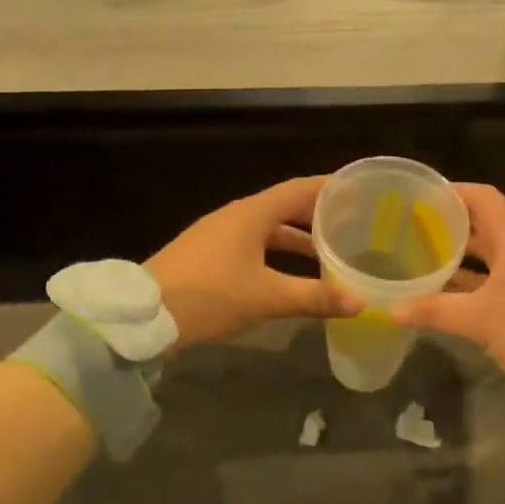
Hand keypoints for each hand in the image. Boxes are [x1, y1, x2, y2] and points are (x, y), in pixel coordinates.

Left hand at [147, 177, 355, 348]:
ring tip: (328, 254)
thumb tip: (360, 302)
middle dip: (316, 215)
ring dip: (296, 238)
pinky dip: (276, 252)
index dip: (329, 188)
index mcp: (252, 214)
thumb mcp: (266, 297)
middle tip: (350, 224)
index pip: (299, 189)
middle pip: (284, 207)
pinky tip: (289, 275)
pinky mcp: (208, 254)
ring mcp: (219, 234)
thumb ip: (314, 297)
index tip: (358, 190)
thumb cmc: (209, 295)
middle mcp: (236, 216)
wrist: (144, 314)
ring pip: (267, 228)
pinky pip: (253, 243)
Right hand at [389, 184, 504, 390]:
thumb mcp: (480, 320)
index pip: (482, 197)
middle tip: (411, 228)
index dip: (451, 192)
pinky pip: (500, 277)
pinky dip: (475, 280)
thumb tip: (391, 308)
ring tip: (422, 258)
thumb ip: (434, 310)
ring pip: (492, 254)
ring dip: (460, 256)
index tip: (419, 196)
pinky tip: (448, 293)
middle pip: (484, 224)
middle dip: (449, 225)